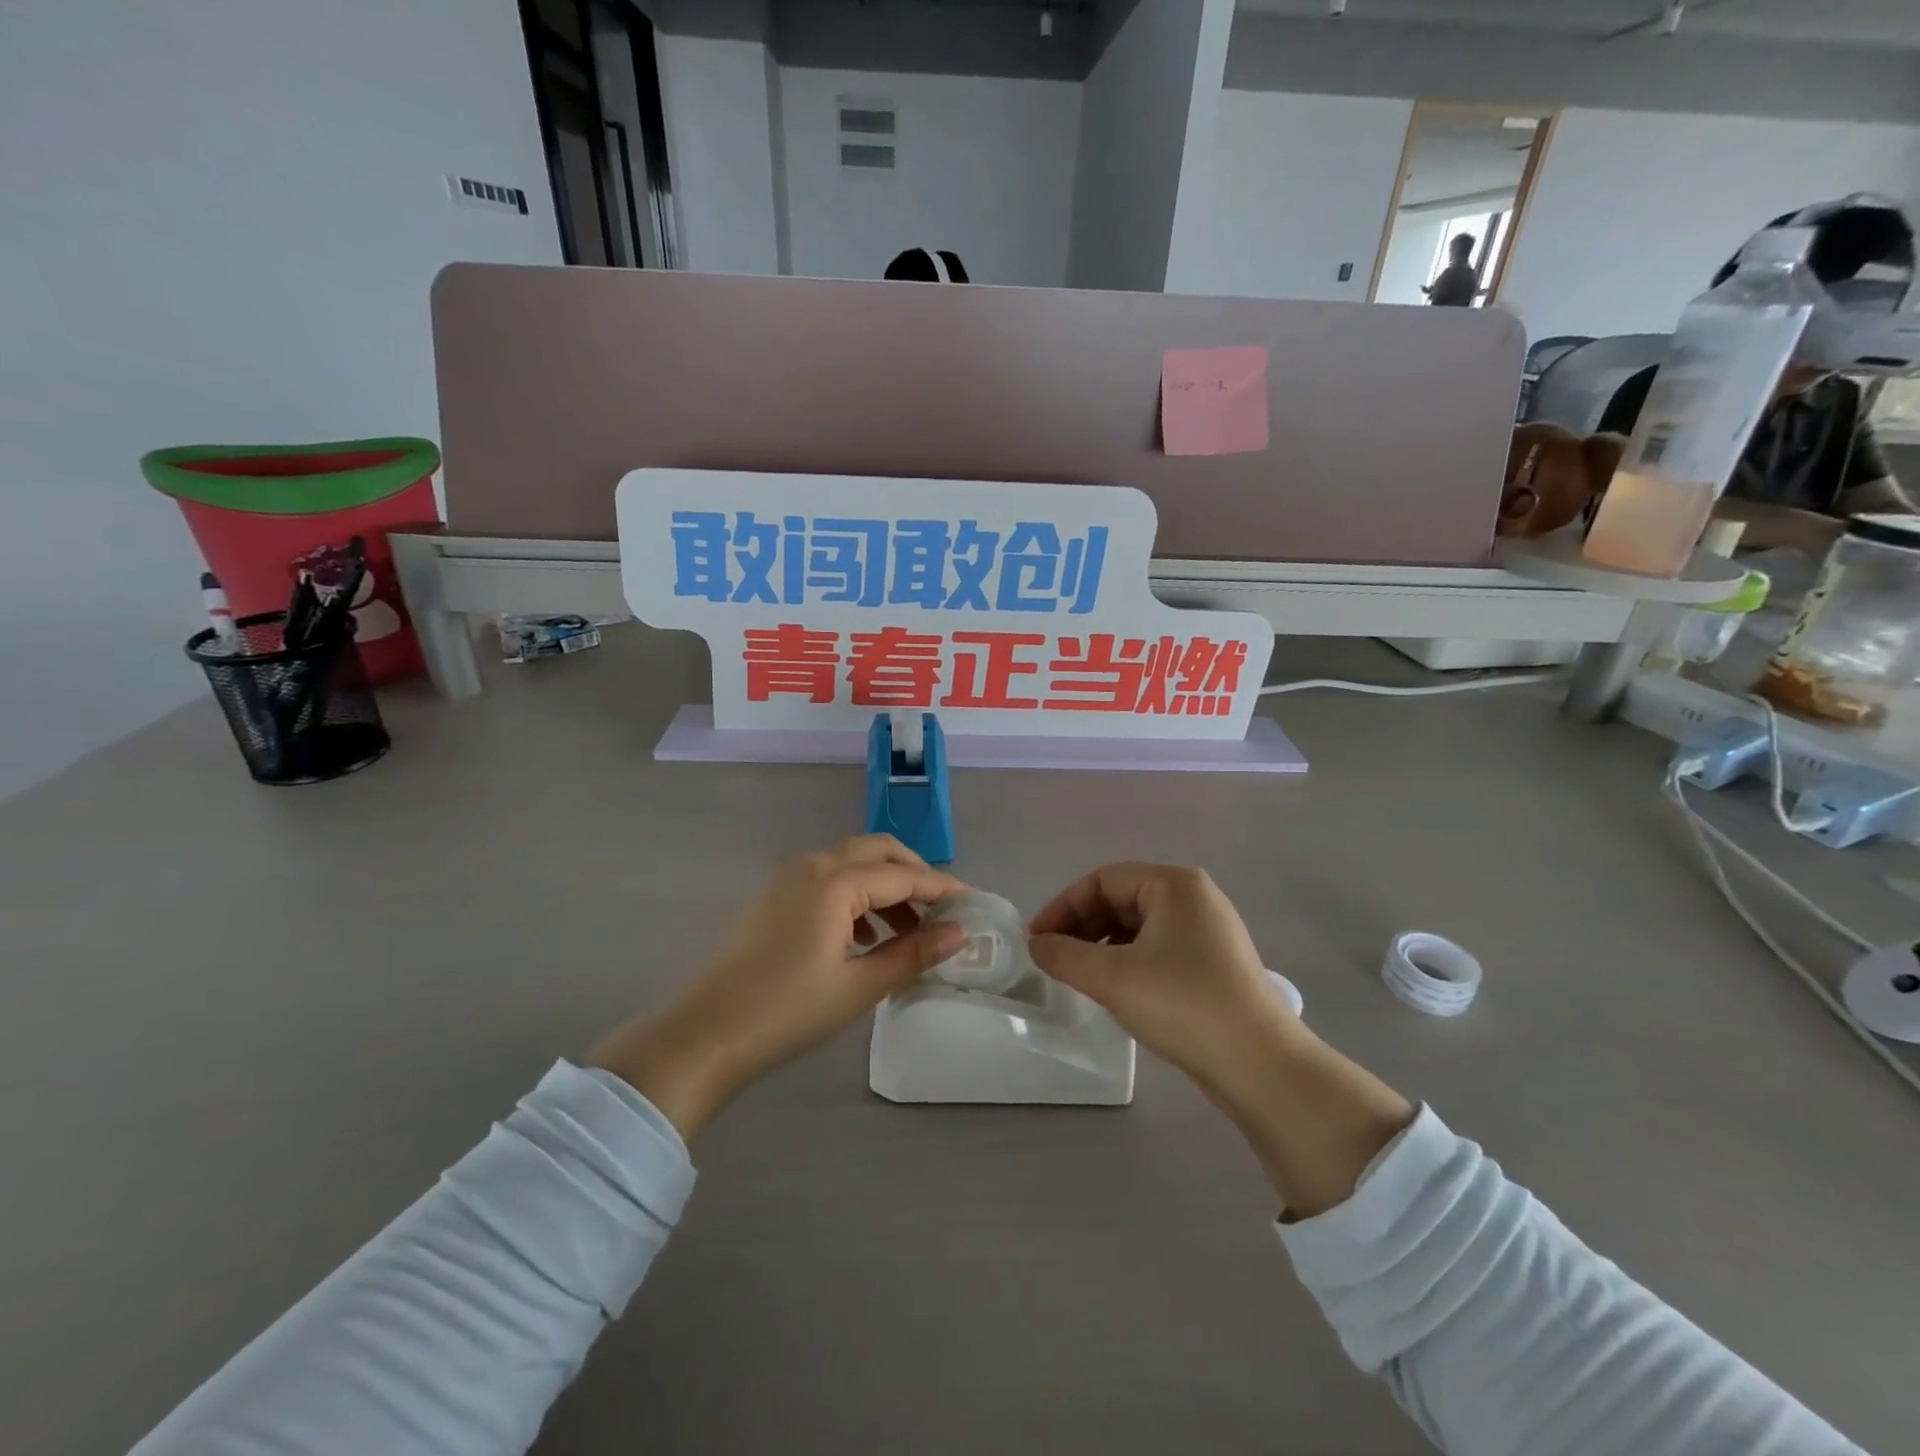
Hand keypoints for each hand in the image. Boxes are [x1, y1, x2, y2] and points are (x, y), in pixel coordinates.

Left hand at [591, 836, 966, 1139]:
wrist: (707, 1034)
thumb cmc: (789, 1011)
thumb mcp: (859, 986)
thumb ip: (913, 953)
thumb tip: (959, 934)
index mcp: (835, 882)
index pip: (903, 875)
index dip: (941, 888)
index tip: (971, 903)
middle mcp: (812, 864)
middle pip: (877, 851)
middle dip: (913, 873)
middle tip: (940, 907)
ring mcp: (788, 877)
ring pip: (851, 862)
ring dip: (884, 885)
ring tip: (907, 930)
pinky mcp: (773, 895)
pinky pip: (827, 878)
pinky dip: (855, 894)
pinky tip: (864, 936)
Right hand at [1027, 863, 1298, 1106]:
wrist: (1262, 1066)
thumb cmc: (1184, 1005)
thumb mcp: (1113, 978)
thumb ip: (1065, 956)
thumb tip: (1036, 944)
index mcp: (1174, 884)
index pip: (1102, 880)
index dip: (1062, 907)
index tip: (1035, 940)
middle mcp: (1194, 898)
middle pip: (1120, 900)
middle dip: (1081, 927)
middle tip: (1053, 960)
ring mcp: (1208, 932)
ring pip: (1138, 927)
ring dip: (1101, 946)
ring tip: (1078, 977)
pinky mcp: (1213, 965)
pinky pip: (1157, 949)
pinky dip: (1127, 962)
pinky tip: (1114, 991)